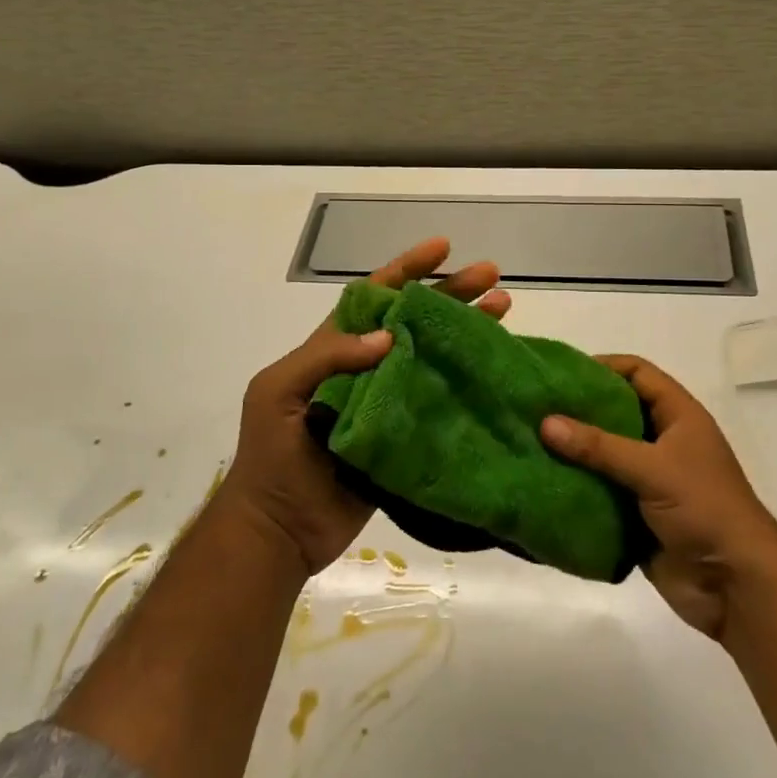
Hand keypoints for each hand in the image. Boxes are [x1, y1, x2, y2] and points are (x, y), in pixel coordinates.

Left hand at [220, 237, 510, 576]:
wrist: (279, 530)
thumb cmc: (271, 455)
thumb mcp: (279, 392)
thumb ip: (325, 357)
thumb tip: (388, 336)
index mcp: (335, 348)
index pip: (376, 296)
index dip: (408, 269)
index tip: (443, 247)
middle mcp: (368, 367)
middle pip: (416, 320)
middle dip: (452, 293)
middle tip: (493, 276)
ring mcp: (390, 401)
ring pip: (435, 355)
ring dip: (468, 332)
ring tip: (504, 310)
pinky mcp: (406, 436)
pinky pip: (441, 401)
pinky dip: (468, 383)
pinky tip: (496, 369)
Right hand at [541, 356, 776, 639]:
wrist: (735, 586)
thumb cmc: (704, 509)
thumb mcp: (653, 469)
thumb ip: (599, 446)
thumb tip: (545, 422)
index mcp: (679, 416)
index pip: (638, 373)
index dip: (603, 366)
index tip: (561, 373)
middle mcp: (663, 441)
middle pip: (616, 411)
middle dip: (579, 410)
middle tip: (537, 407)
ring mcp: (650, 479)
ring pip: (605, 454)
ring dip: (574, 451)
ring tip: (531, 442)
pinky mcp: (637, 514)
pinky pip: (601, 491)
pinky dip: (577, 487)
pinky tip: (544, 483)